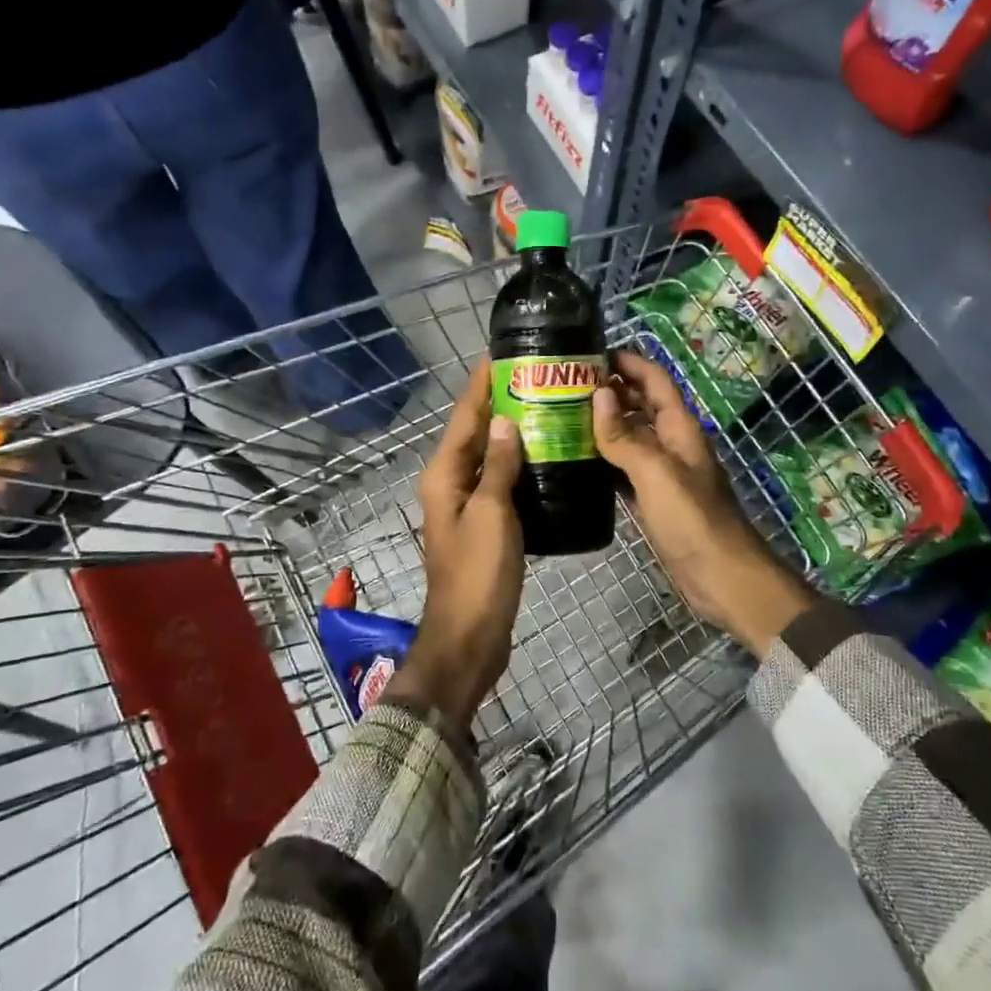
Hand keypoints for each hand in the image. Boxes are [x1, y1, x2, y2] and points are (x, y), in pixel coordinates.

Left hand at [396, 358, 525, 729]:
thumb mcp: (492, 515)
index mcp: (444, 475)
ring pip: (488, 457)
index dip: (481, 384)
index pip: (464, 417)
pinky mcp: (484, 525)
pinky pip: (499, 482)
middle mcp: (450, 483)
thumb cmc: (478, 574)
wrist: (470, 636)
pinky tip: (545, 457)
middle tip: (536, 376)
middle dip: (499, 402)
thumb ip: (498, 467)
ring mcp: (466, 505)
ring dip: (511, 432)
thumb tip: (505, 421)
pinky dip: (518, 464)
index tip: (502, 354)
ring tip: (546, 407)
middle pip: (474, 433)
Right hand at [593, 350, 817, 656]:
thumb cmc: (692, 518)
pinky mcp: (652, 498)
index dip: (627, 361)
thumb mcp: (656, 472)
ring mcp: (662, 471)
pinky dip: (603, 458)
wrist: (720, 576)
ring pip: (630, 436)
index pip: (654, 379)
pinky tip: (575, 458)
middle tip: (563, 384)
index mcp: (680, 427)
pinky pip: (624, 468)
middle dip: (609, 389)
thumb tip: (598, 394)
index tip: (590, 352)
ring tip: (560, 415)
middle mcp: (671, 442)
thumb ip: (625, 435)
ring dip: (602, 423)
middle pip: (639, 404)